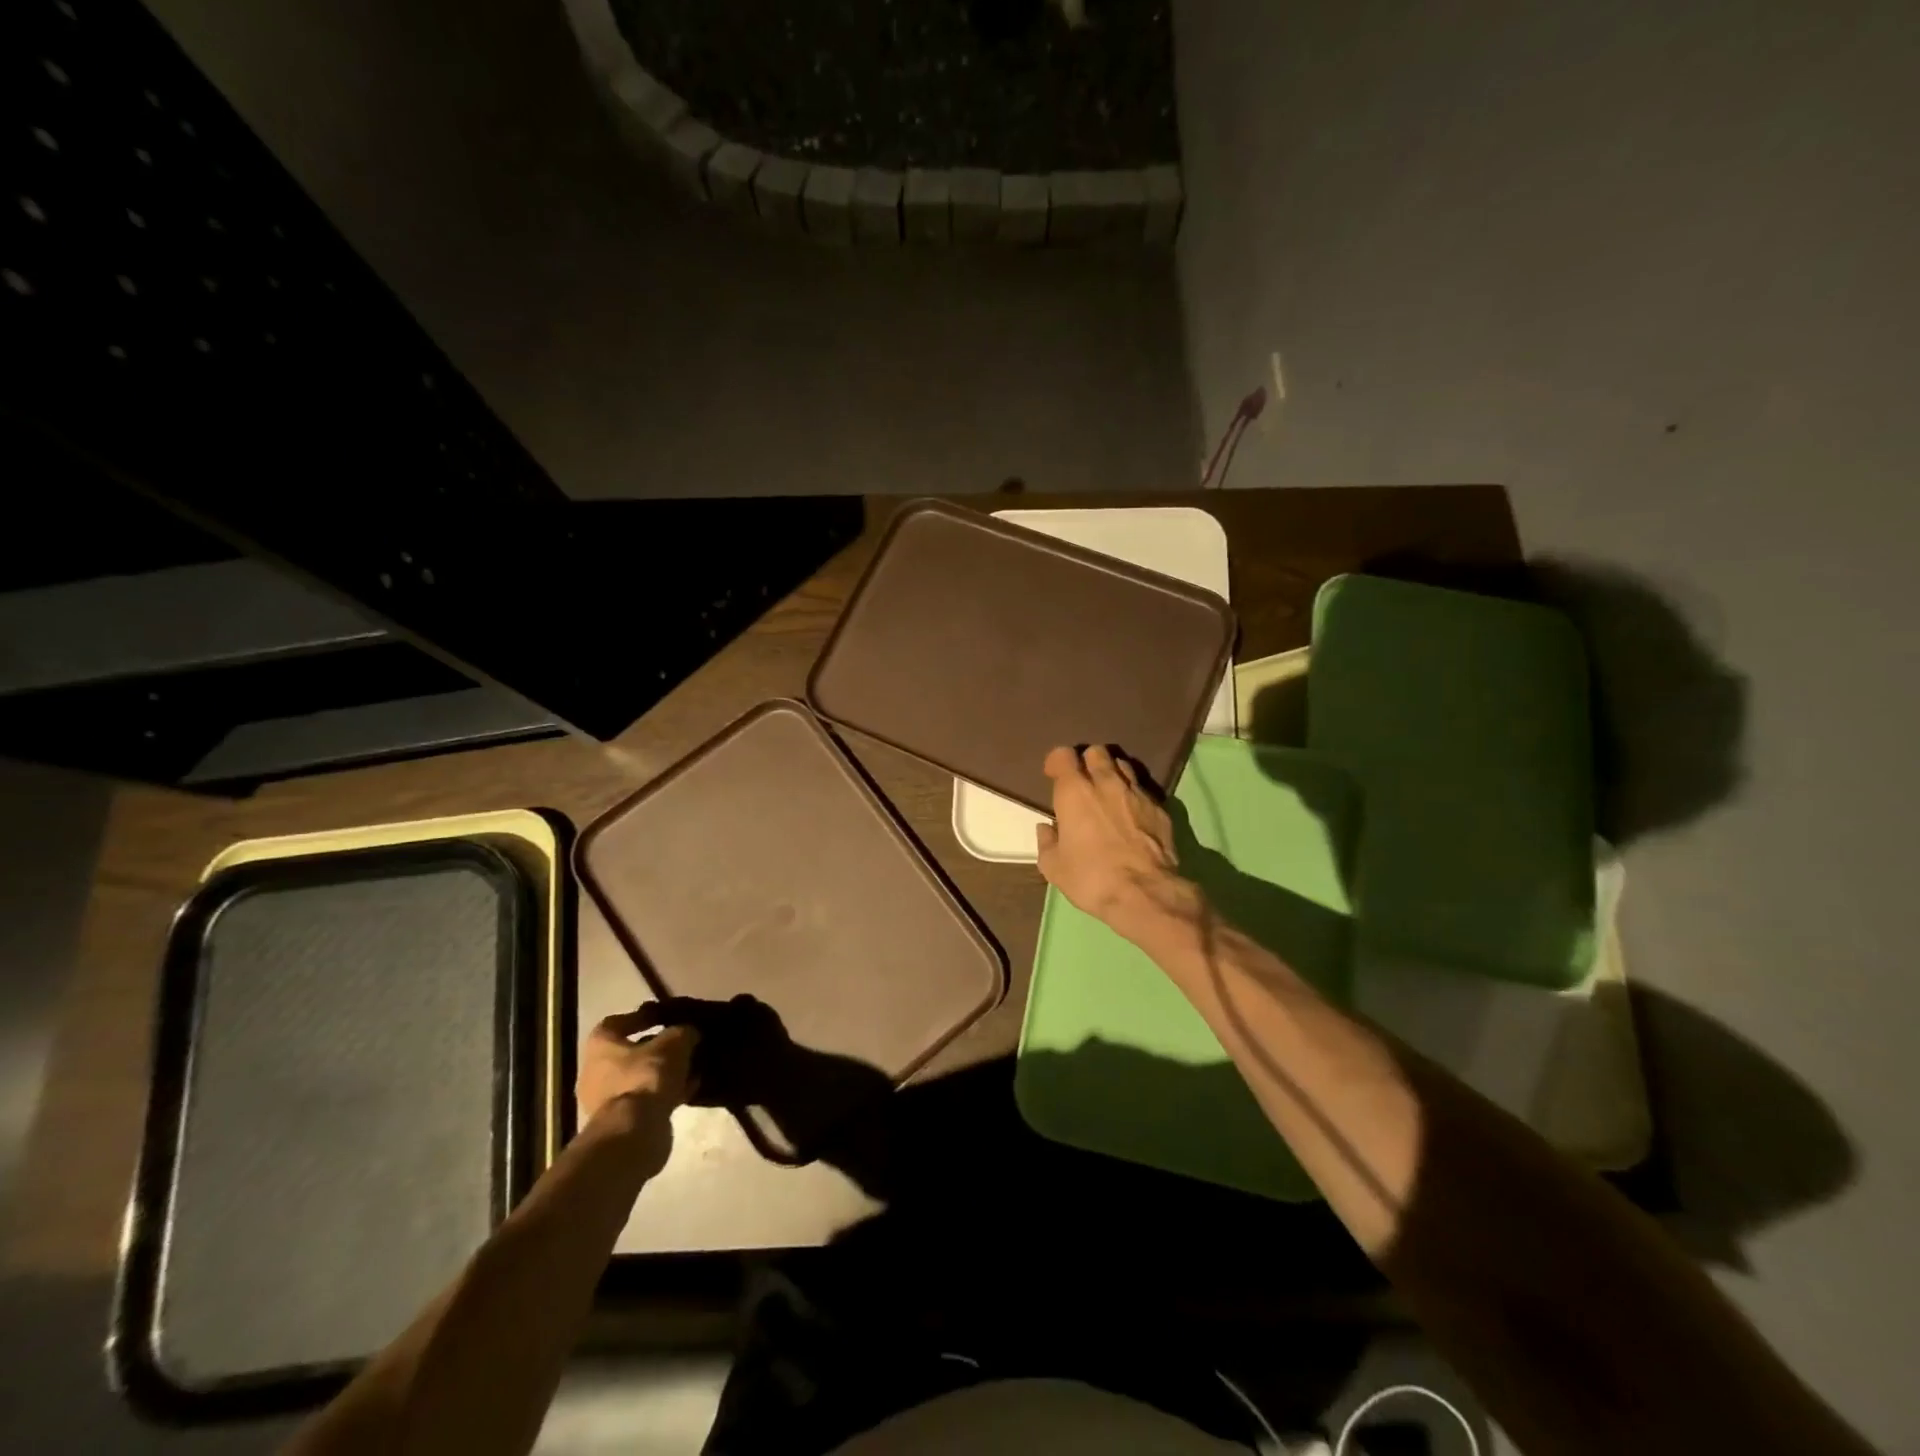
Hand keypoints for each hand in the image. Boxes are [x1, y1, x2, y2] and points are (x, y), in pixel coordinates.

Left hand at [578, 1006, 699, 1128]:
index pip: (617, 1022)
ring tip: (690, 1067)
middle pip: (628, 1052)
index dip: (642, 1017)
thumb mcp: (674, 1043)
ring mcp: (604, 1100)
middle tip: (681, 1044)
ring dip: (662, 1073)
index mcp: (600, 1045)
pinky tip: (689, 1089)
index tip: (664, 1017)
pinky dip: (665, 1093)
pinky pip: (645, 1099)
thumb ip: (682, 1032)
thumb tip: (689, 1033)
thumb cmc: (646, 1076)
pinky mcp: (619, 1121)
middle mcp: (595, 1070)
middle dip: (656, 1048)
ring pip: (638, 1078)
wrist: (633, 1132)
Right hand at [1036, 745, 1194, 940]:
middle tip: (1083, 782)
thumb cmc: (1091, 878)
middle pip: (1096, 752)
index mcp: (1074, 792)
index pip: (1063, 755)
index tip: (1053, 776)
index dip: (1057, 762)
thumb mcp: (1054, 868)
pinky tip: (1131, 813)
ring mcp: (1136, 792)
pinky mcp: (1160, 807)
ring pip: (1123, 765)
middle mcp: (1105, 783)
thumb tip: (1046, 829)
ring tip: (1109, 793)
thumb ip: (1046, 842)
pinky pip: (1143, 788)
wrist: (1145, 893)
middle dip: (1087, 761)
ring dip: (1112, 773)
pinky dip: (1133, 794)